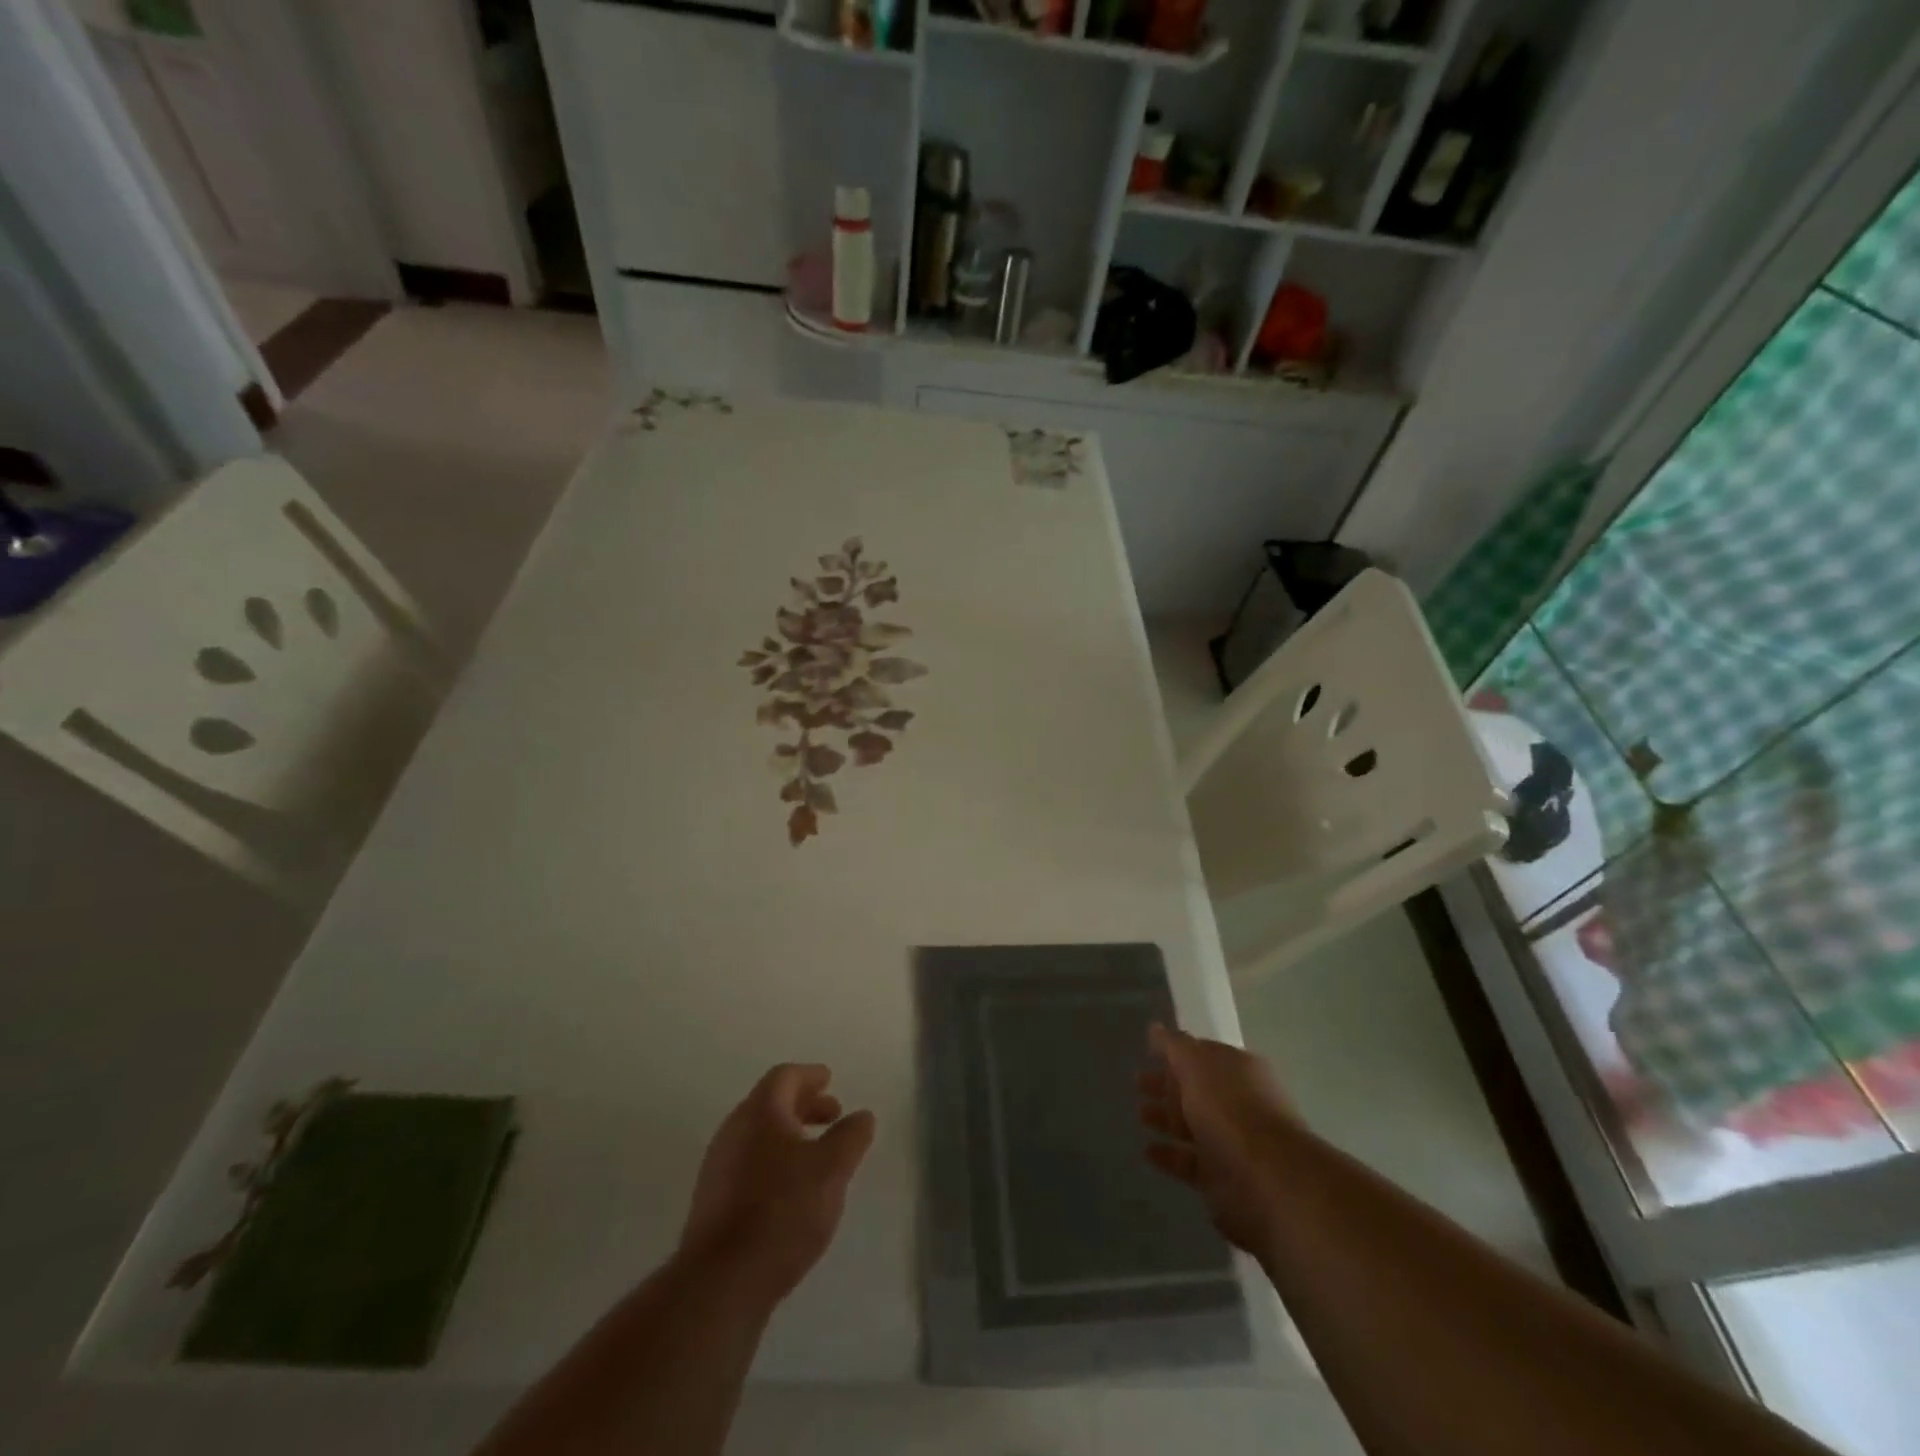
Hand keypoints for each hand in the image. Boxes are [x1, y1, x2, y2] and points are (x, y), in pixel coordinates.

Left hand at [678, 1064, 876, 1304]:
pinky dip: (773, 1162)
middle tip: (832, 1116)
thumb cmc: (782, 1211)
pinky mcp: (712, 1203)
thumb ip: (850, 1137)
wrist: (721, 1281)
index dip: (809, 1075)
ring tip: (816, 1155)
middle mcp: (733, 1131)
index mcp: (760, 1112)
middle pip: (769, 1104)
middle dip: (803, 1105)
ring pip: (758, 1136)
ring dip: (789, 1136)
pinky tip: (791, 1191)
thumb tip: (862, 1115)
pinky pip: (747, 1165)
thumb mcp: (832, 1169)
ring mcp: (718, 1168)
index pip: (784, 1077)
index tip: (829, 1079)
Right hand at [1138, 1024, 1295, 1256]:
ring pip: (1192, 1126)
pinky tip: (1148, 1152)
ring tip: (1139, 1115)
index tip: (1148, 1054)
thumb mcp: (1196, 1063)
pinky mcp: (1223, 1178)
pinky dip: (1169, 1156)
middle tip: (1137, 1084)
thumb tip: (1155, 1028)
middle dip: (1166, 1086)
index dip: (1175, 1054)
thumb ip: (1173, 1045)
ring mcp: (1232, 1142)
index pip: (1202, 1055)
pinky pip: (1190, 1162)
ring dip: (1165, 1120)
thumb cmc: (1230, 1109)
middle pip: (1195, 1090)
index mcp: (1237, 1070)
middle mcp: (1237, 1102)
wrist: (1267, 1180)